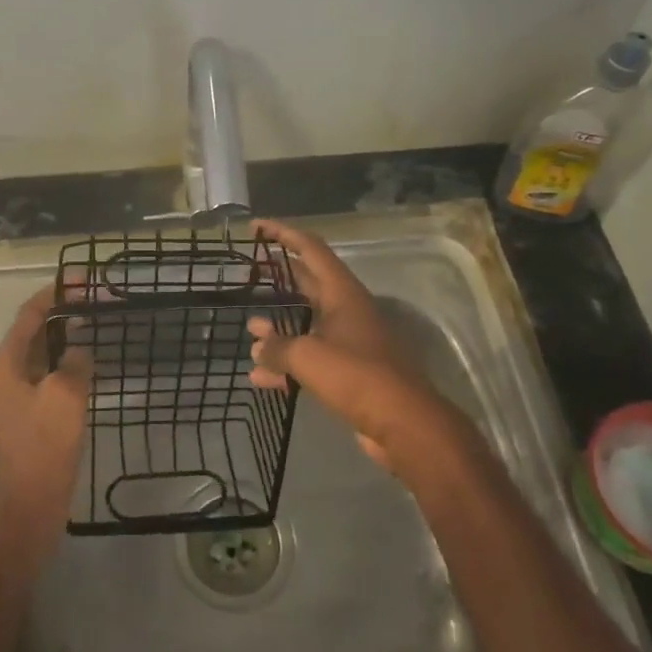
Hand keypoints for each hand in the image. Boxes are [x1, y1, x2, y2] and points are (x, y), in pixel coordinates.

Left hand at [0, 285, 90, 567]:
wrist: (30, 506)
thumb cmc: (43, 448)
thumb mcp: (65, 397)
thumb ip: (76, 364)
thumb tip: (81, 352)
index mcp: (9, 362)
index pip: (31, 314)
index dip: (56, 293)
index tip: (85, 280)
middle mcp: (10, 372)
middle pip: (37, 329)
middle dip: (66, 311)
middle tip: (101, 299)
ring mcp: (21, 394)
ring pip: (47, 352)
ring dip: (70, 335)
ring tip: (101, 322)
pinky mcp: (35, 413)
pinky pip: (53, 375)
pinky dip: (71, 361)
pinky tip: (94, 362)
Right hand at [247, 219, 478, 483]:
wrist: (403, 423)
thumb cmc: (357, 376)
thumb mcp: (307, 356)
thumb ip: (276, 347)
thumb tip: (258, 346)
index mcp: (342, 293)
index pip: (310, 249)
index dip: (282, 234)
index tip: (255, 227)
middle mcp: (347, 311)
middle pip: (308, 284)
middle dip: (278, 279)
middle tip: (248, 275)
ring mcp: (349, 342)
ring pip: (307, 325)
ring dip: (278, 328)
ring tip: (249, 332)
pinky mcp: (349, 373)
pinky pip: (310, 360)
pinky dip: (286, 365)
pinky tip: (260, 378)